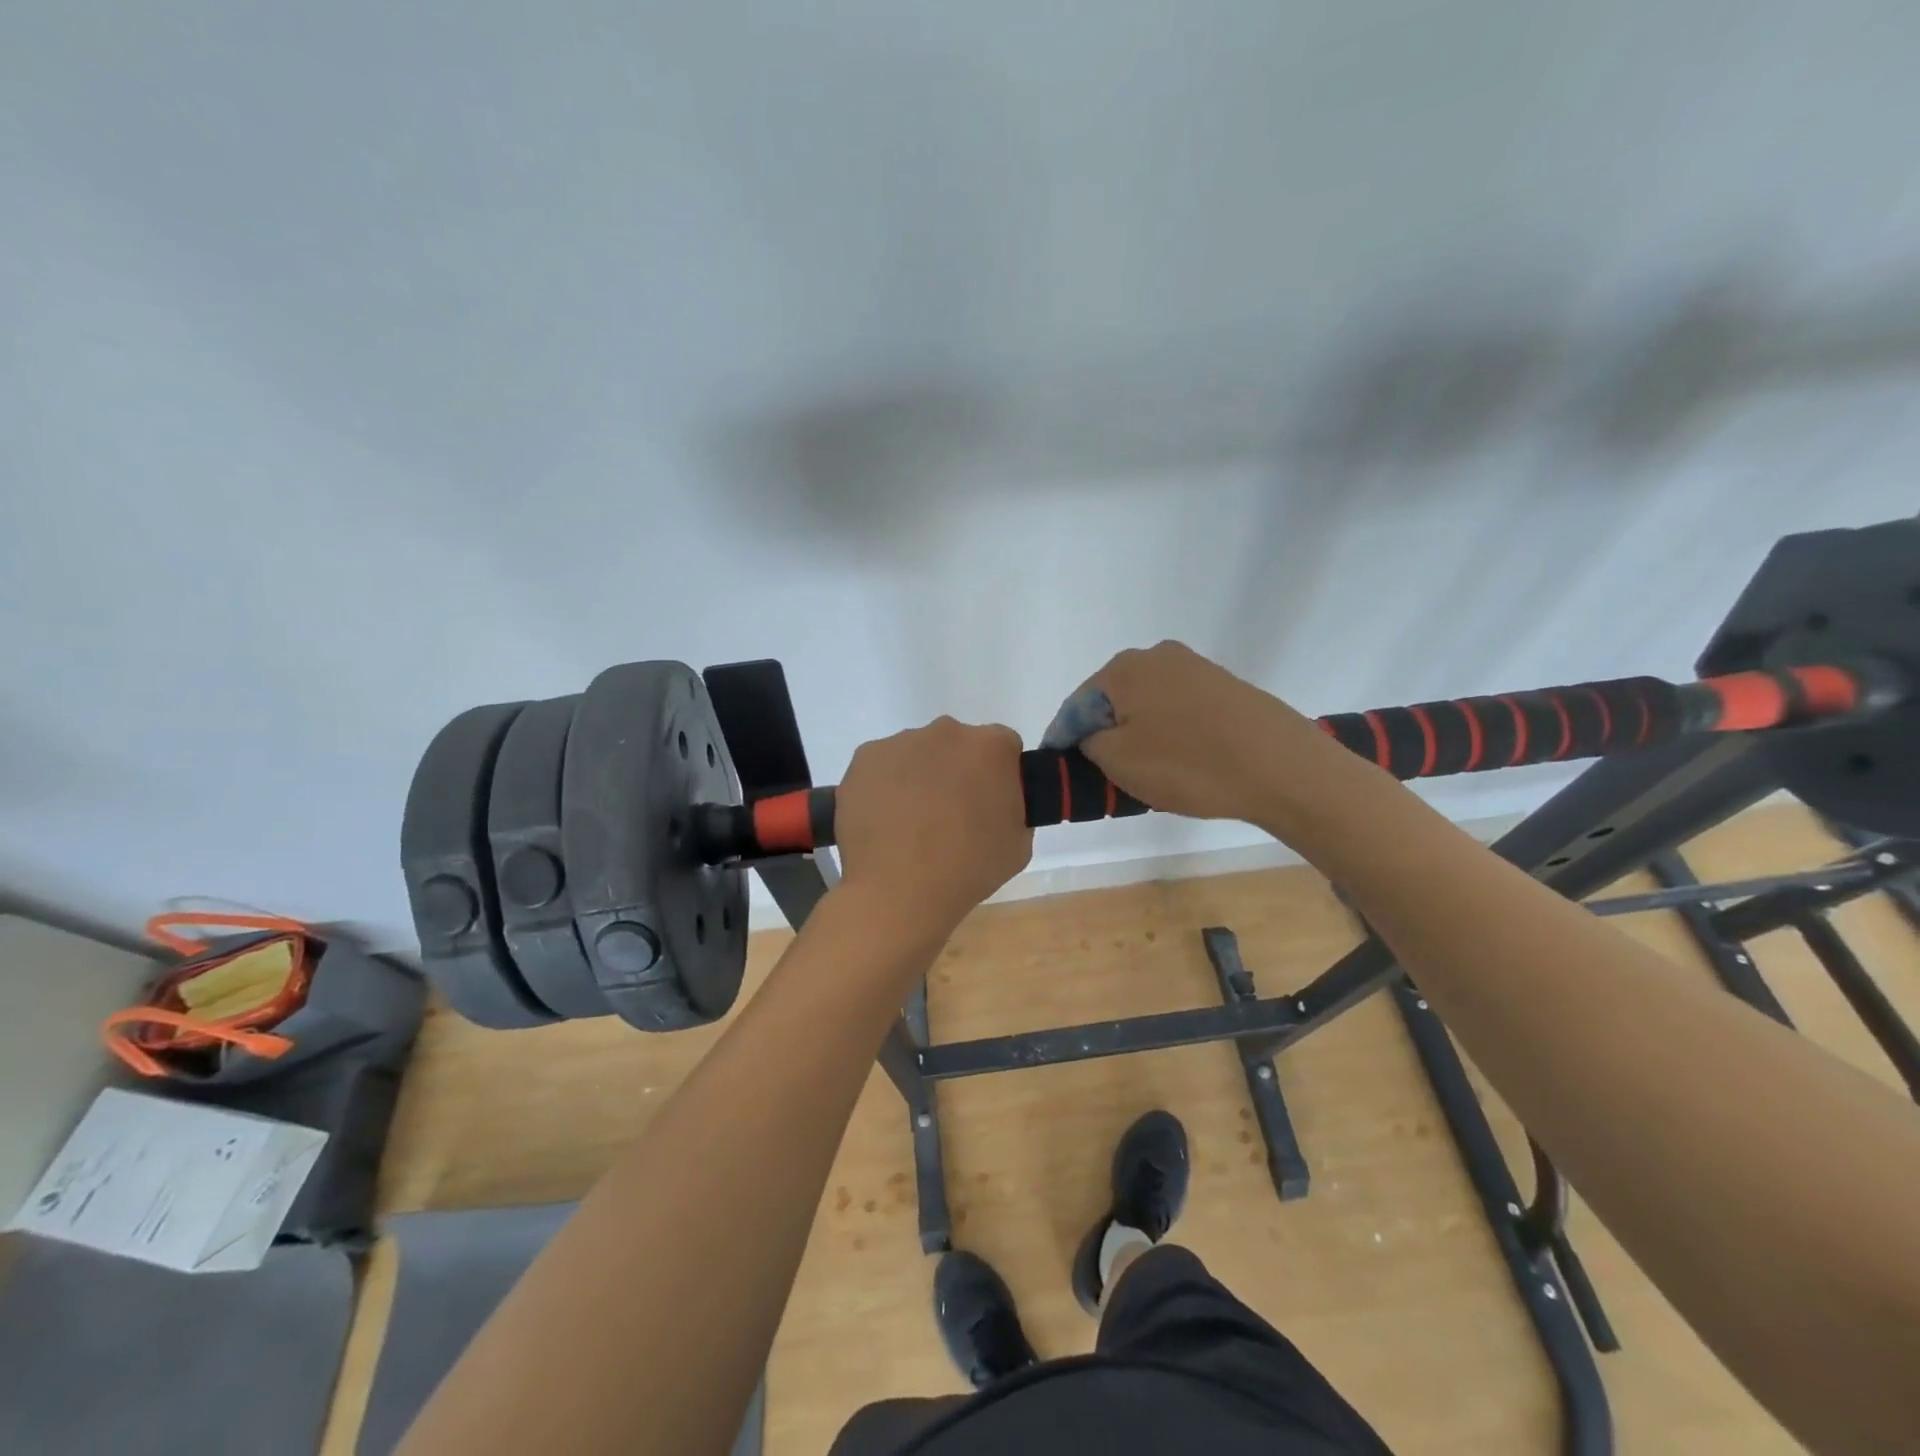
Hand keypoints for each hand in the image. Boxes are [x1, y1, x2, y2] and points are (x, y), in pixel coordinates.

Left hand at [834, 717, 1032, 935]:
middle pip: (957, 745)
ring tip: (909, 824)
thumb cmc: (967, 869)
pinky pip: (882, 767)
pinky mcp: (864, 758)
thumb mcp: (1018, 844)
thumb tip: (995, 803)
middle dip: (957, 771)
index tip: (990, 803)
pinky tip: (884, 822)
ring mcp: (900, 742)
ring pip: (916, 753)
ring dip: (919, 777)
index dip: (999, 775)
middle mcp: (946, 732)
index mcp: (991, 748)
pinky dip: (884, 786)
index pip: (1004, 747)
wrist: (897, 890)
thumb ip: (1013, 808)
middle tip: (950, 815)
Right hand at [1070, 642, 1329, 820]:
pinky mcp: (1225, 686)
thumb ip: (1088, 743)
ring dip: (1137, 734)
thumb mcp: (1118, 761)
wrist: (1282, 768)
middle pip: (1112, 701)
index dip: (1064, 741)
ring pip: (1147, 705)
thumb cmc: (1188, 765)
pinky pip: (1178, 710)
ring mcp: (1195, 668)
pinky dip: (1169, 733)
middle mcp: (1157, 656)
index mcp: (1123, 669)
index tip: (1062, 770)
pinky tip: (1180, 761)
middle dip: (1103, 735)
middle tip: (1102, 774)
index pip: (1076, 707)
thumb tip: (1091, 736)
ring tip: (1143, 772)